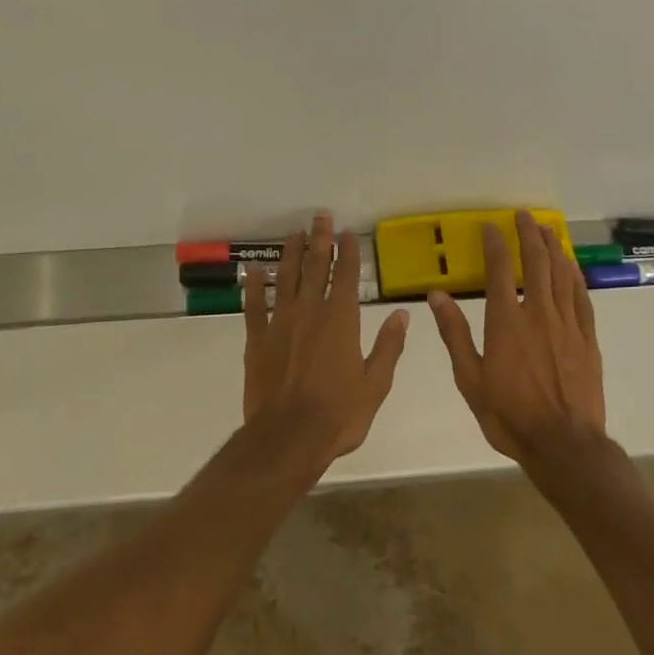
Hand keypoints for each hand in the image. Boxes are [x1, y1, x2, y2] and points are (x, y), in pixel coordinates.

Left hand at [243, 212, 410, 468]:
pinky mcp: (257, 338)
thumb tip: (401, 313)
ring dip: (291, 253)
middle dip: (320, 240)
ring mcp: (280, 322)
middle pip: (316, 267)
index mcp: (341, 320)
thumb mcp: (375, 385)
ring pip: (286, 278)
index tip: (347, 232)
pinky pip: (254, 305)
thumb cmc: (338, 414)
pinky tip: (253, 269)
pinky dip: (254, 284)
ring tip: (294, 232)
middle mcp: (311, 311)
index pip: (347, 276)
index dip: (348, 251)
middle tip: (320, 216)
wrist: (288, 438)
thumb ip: (389, 346)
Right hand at [429, 210, 605, 466]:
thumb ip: (454, 334)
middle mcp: (538, 313)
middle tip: (523, 215)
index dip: (495, 243)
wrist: (565, 446)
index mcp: (506, 321)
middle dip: (528, 234)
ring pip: (561, 274)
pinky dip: (575, 276)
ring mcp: (567, 324)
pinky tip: (571, 266)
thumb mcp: (470, 379)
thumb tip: (436, 295)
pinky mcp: (587, 339)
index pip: (499, 269)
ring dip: (554, 248)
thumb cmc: (510, 415)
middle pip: (536, 262)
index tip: (490, 226)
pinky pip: (582, 297)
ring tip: (547, 229)